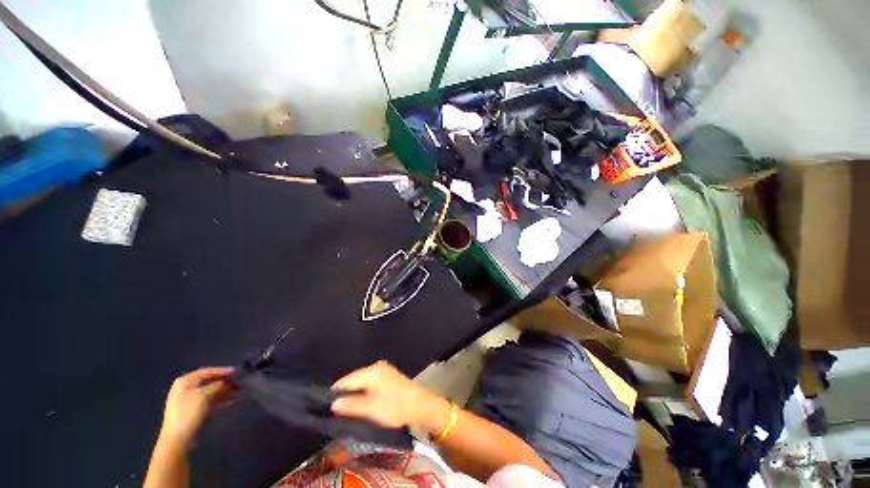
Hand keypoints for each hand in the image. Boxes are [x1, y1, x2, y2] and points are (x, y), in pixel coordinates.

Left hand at [158, 367, 235, 447]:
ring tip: (238, 393)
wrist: (178, 438)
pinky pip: (208, 400)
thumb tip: (228, 381)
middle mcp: (186, 388)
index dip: (223, 371)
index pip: (207, 371)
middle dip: (225, 383)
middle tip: (239, 384)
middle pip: (209, 381)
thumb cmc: (189, 413)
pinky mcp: (192, 410)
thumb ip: (217, 385)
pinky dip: (219, 399)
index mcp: (185, 381)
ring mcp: (188, 399)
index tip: (237, 372)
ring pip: (210, 391)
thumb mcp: (205, 395)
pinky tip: (230, 401)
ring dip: (224, 391)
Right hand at [331, 361, 448, 432]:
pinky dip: (365, 393)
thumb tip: (333, 404)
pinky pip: (371, 383)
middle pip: (355, 379)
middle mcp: (377, 366)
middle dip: (346, 393)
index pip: (347, 379)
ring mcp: (384, 370)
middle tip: (336, 411)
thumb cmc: (395, 407)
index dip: (336, 392)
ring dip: (355, 394)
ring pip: (363, 382)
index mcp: (372, 371)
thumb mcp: (370, 409)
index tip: (326, 406)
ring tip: (348, 410)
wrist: (421, 406)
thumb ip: (350, 405)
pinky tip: (363, 404)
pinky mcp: (389, 377)